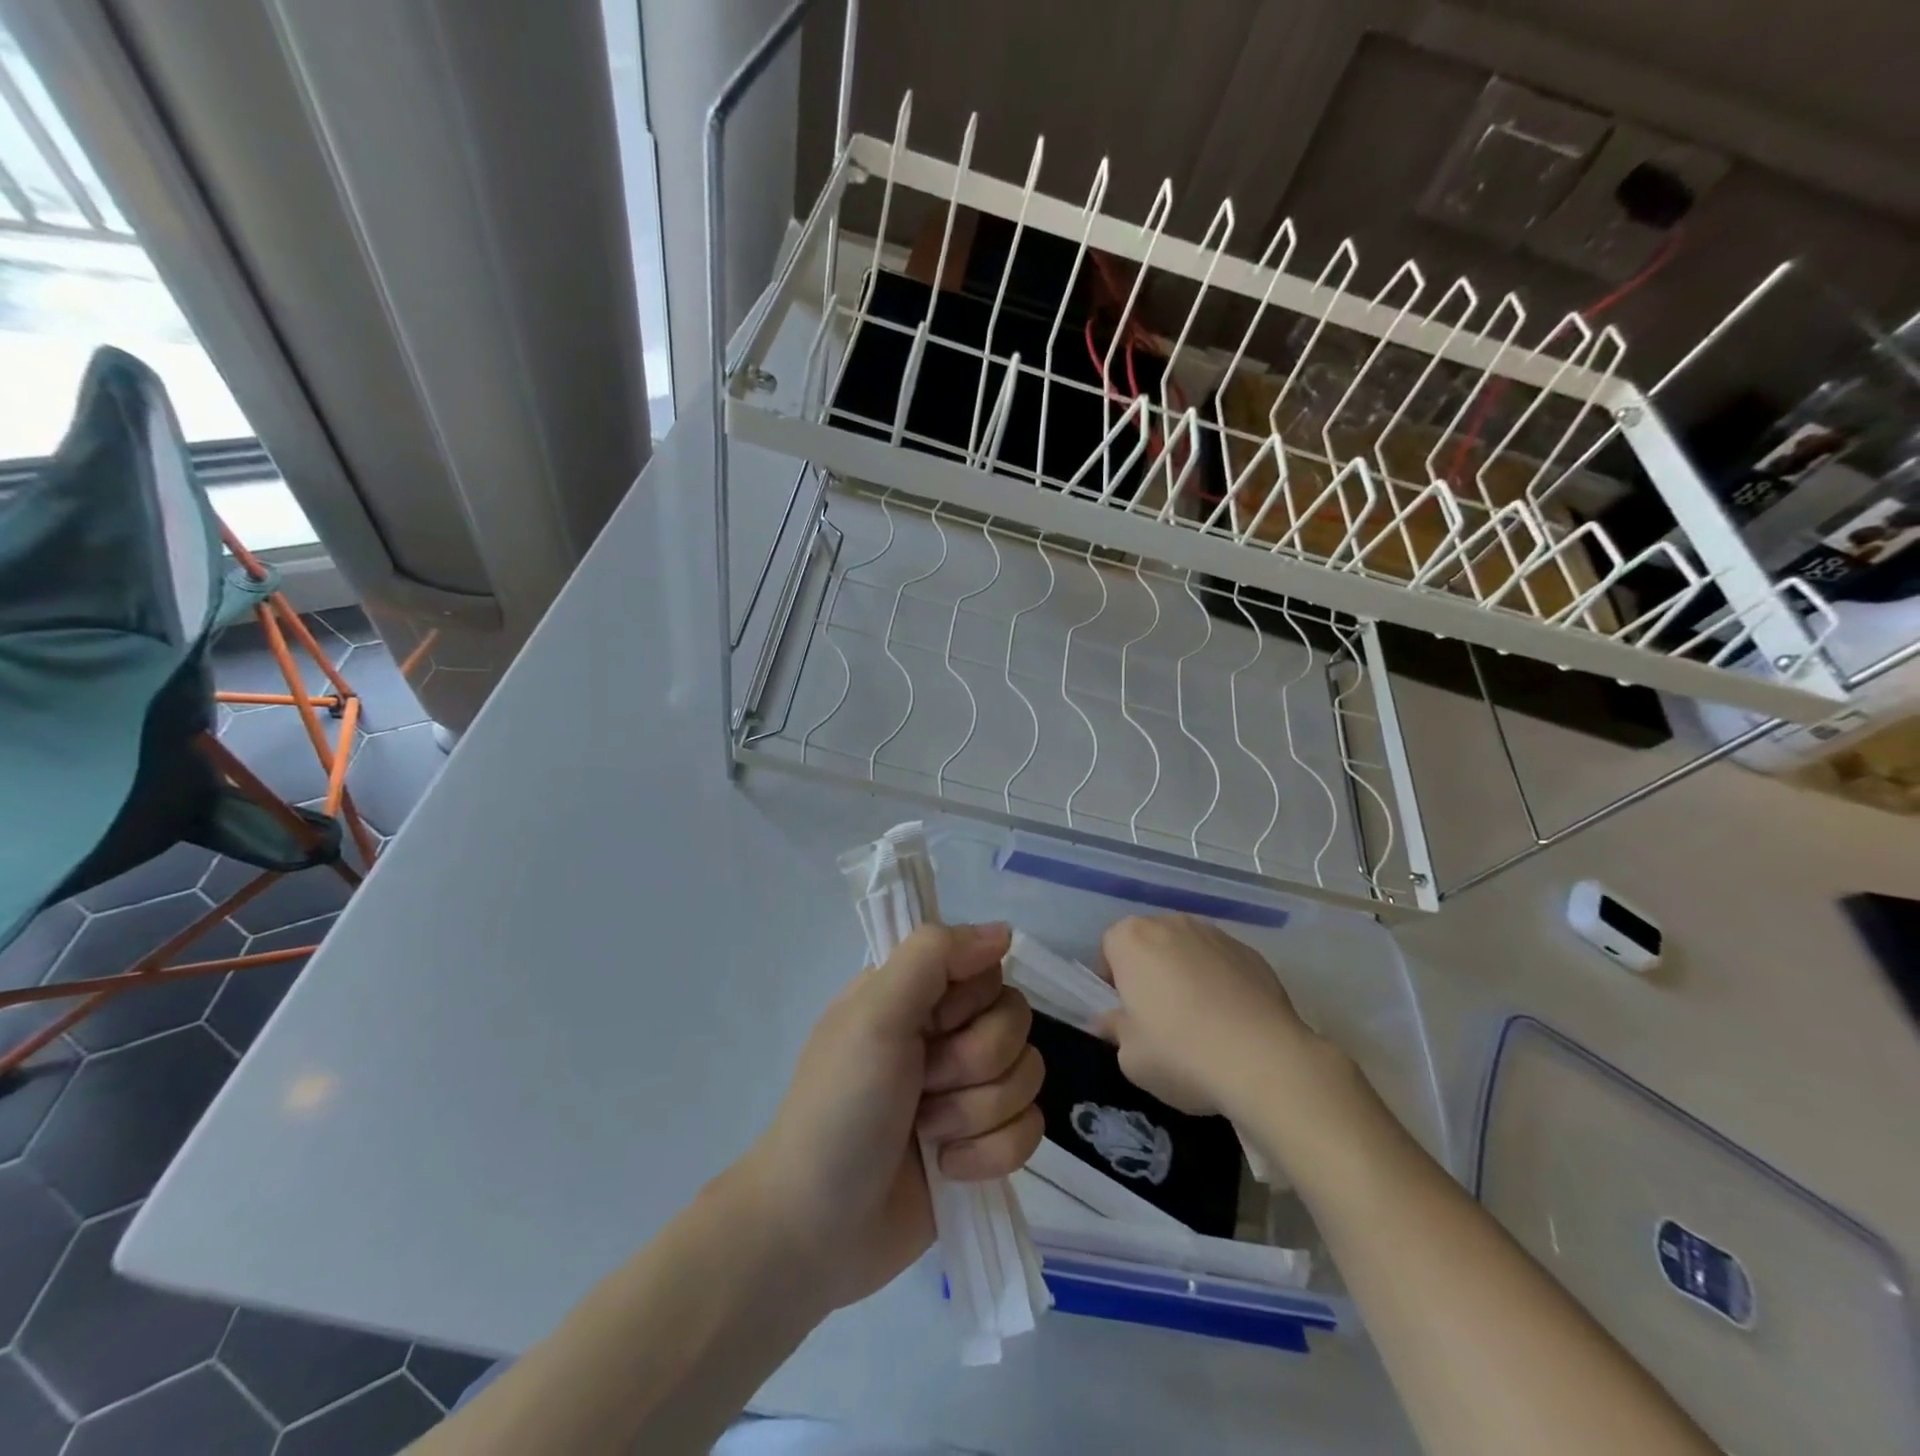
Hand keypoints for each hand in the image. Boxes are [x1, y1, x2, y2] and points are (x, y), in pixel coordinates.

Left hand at [740, 923, 1043, 1310]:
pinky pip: (1030, 1130)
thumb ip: (933, 956)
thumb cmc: (839, 1110)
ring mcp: (967, 1089)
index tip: (932, 1025)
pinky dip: (988, 1154)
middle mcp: (946, 1032)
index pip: (988, 969)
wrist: (817, 1231)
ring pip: (1028, 1075)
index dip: (970, 1003)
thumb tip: (1004, 931)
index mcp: (916, 993)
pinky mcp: (984, 1143)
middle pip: (1015, 1022)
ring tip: (927, 1133)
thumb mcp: (874, 1015)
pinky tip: (946, 1168)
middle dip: (972, 1064)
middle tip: (921, 1086)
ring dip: (975, 1113)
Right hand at [1097, 914, 1321, 1115]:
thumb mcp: (1130, 1056)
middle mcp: (1172, 924)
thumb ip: (1116, 1030)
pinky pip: (1223, 964)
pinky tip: (1231, 1021)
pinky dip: (1221, 982)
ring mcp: (1216, 935)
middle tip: (1158, 1016)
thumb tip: (1113, 1021)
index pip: (1110, 947)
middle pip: (1150, 943)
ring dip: (1186, 973)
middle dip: (1150, 971)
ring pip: (1188, 950)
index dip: (1113, 980)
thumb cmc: (1180, 1053)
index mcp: (1133, 939)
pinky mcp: (1252, 953)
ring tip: (1200, 1020)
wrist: (1263, 1061)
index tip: (1124, 1012)